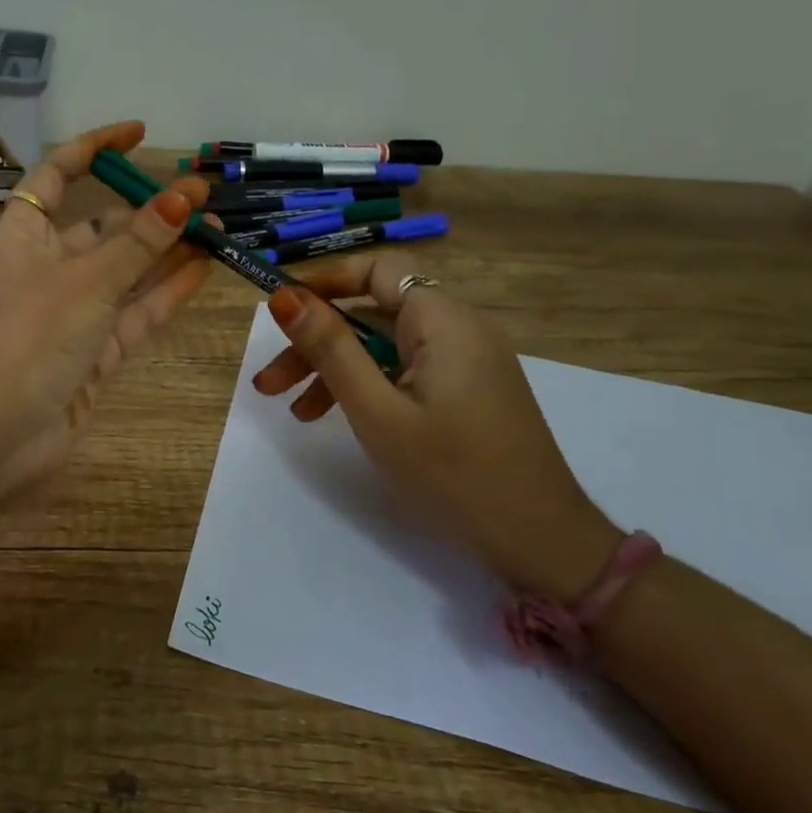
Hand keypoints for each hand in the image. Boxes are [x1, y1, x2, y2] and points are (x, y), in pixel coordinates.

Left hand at [0, 121, 213, 508]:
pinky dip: (164, 293)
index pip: (57, 175)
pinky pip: (132, 313)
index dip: (95, 149)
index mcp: (24, 235)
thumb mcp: (90, 278)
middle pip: (101, 226)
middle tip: (203, 195)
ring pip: (124, 271)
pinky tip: (203, 269)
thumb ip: (142, 240)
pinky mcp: (90, 351)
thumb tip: (186, 194)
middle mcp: (45, 267)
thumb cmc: (32, 336)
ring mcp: (70, 312)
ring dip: (166, 251)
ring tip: (217, 227)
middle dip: (149, 210)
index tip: (138, 134)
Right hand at [252, 253, 619, 600]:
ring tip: (294, 411)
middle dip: (317, 341)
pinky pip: (407, 370)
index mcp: (442, 320)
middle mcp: (458, 328)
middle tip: (269, 382)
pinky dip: (369, 385)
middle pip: (374, 313)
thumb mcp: (377, 411)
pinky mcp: (468, 390)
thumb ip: (330, 348)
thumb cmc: (453, 474)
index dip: (325, 282)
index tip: (280, 311)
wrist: (541, 542)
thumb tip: (284, 296)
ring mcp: (467, 361)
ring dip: (336, 369)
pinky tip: (338, 418)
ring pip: (386, 346)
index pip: (376, 270)